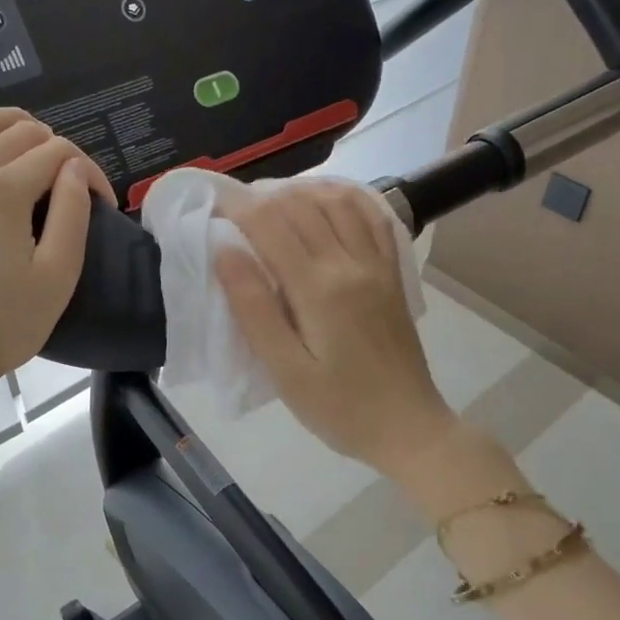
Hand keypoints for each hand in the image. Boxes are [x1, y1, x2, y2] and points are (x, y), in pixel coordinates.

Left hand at [0, 96, 113, 410]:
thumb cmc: (4, 325)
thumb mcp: (57, 276)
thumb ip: (73, 214)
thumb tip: (74, 170)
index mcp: (4, 193)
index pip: (58, 156)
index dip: (89, 173)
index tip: (104, 205)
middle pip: (18, 135)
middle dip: (55, 149)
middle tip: (72, 184)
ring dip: (8, 122)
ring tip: (33, 133)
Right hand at [217, 182, 460, 479]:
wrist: (409, 428)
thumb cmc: (339, 409)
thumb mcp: (286, 371)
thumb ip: (254, 309)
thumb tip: (225, 251)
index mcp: (318, 288)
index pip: (270, 224)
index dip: (236, 205)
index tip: (211, 201)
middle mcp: (350, 263)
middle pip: (301, 205)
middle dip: (262, 195)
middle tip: (233, 205)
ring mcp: (377, 264)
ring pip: (337, 201)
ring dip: (301, 190)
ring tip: (272, 199)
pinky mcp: (393, 272)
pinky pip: (372, 216)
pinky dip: (345, 197)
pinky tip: (326, 200)